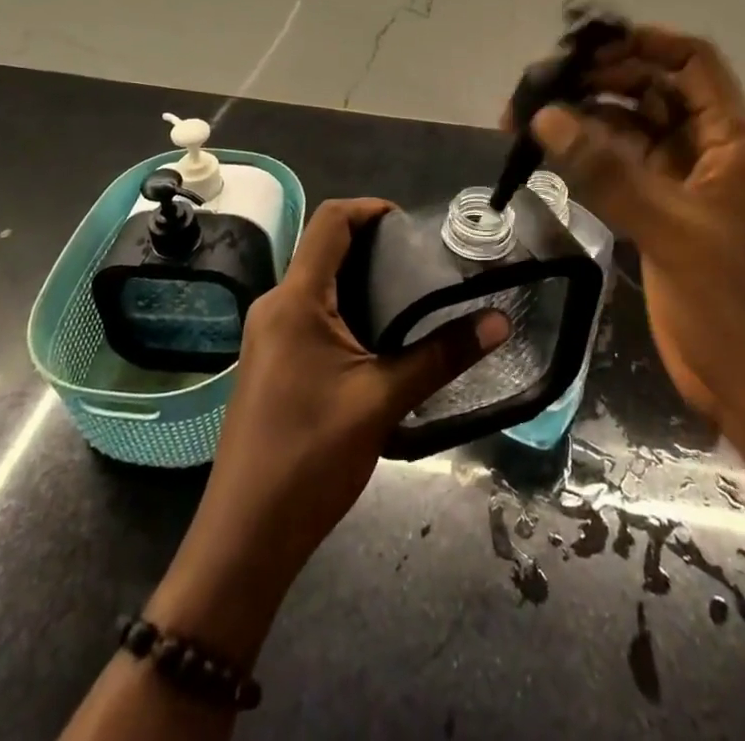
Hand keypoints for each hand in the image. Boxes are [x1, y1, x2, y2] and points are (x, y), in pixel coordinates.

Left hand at [146, 198, 508, 666]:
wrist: (245, 536)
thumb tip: (499, 322)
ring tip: (410, 298)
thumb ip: (441, 356)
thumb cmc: (310, 457)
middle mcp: (274, 305)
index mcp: (295, 299)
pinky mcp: (270, 361)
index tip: (412, 225)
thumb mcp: (383, 401)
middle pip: (324, 249)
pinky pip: (309, 314)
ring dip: (361, 281)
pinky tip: (379, 339)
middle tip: (422, 264)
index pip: (330, 221)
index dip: (371, 208)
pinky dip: (345, 309)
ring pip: (318, 284)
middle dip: (373, 247)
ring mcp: (267, 335)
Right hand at [524, 26, 744, 433]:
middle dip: (600, 82)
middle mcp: (705, 154)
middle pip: (652, 94)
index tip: (589, 44)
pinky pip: (619, 175)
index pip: (693, 65)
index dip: (647, 43)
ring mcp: (680, 190)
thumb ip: (608, 173)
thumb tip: (545, 117)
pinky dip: (586, 162)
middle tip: (540, 86)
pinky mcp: (659, 223)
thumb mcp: (674, 230)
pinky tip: (548, 158)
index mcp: (730, 142)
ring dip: (585, 122)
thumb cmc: (740, 304)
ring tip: (526, 119)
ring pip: (629, 134)